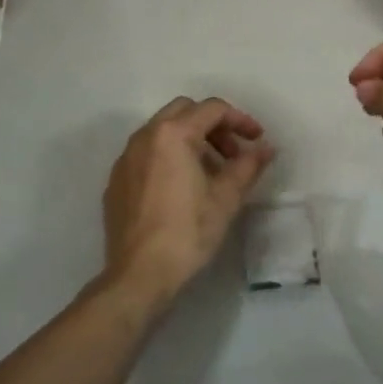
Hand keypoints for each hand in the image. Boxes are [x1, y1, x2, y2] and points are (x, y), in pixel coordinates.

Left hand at [101, 97, 274, 305]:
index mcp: (172, 134)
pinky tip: (182, 188)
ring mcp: (125, 158)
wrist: (140, 274)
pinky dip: (169, 157)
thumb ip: (248, 165)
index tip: (256, 140)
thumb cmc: (188, 232)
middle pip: (184, 111)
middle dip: (213, 126)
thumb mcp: (226, 198)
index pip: (212, 109)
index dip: (240, 120)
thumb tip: (265, 148)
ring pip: (163, 131)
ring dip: (191, 140)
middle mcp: (144, 137)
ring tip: (211, 173)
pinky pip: (147, 154)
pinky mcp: (116, 181)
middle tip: (233, 154)